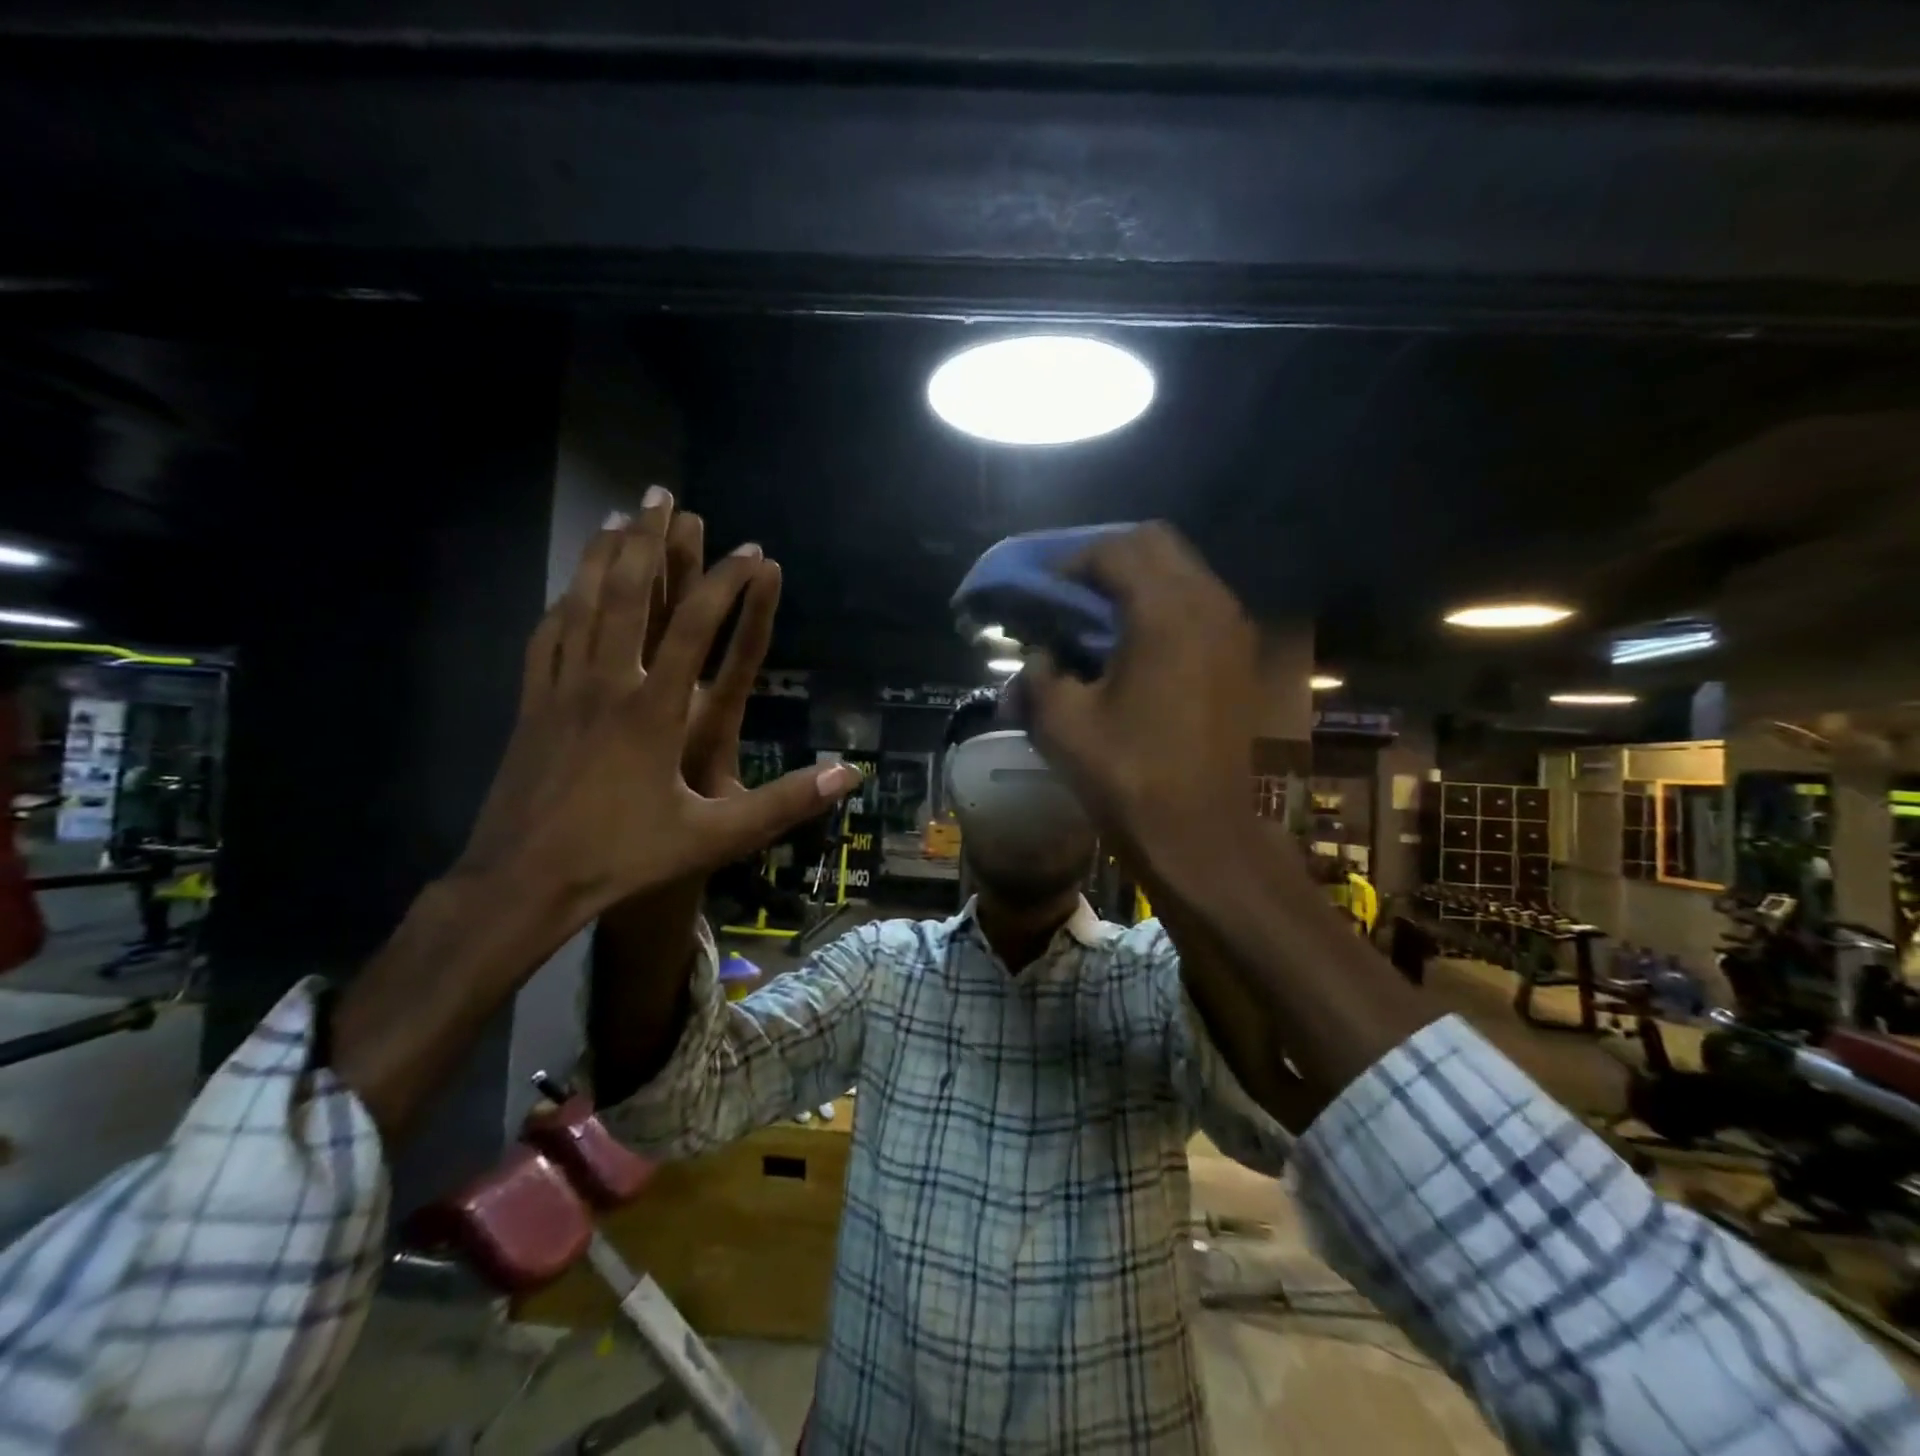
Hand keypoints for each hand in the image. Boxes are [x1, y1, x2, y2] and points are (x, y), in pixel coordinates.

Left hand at [457, 489, 860, 922]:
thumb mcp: (715, 837)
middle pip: (627, 593)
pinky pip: (547, 636)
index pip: (696, 627)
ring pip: (580, 603)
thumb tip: (849, 775)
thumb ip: (784, 803)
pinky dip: (564, 601)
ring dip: (601, 554)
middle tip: (663, 494)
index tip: (752, 552)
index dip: (726, 582)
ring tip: (616, 515)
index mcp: (653, 710)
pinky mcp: (530, 704)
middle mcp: (606, 684)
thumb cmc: (622, 858)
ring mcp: (560, 690)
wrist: (522, 882)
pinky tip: (570, 588)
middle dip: (649, 539)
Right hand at [1021, 523, 1261, 878]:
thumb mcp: (1061, 722)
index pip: (1112, 551)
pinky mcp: (1239, 655)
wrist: (1199, 832)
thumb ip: (1041, 670)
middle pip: (1155, 543)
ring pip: (1182, 569)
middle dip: (1106, 557)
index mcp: (1164, 612)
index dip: (1069, 563)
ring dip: (1136, 578)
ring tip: (1096, 614)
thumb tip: (1043, 653)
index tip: (1041, 593)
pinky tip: (1132, 641)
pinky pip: (1198, 602)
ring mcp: (1232, 628)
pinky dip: (1162, 603)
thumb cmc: (1127, 775)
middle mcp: (1208, 604)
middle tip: (1069, 592)